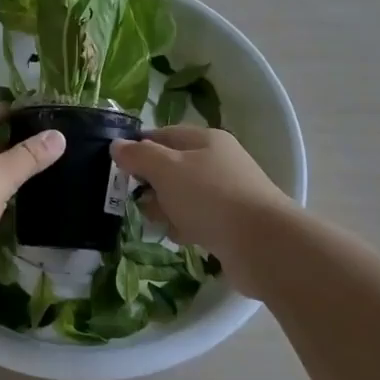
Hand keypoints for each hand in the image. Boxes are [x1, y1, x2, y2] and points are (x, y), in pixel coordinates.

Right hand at [111, 126, 292, 266]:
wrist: (262, 244)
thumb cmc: (210, 197)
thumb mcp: (166, 168)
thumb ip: (138, 155)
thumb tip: (117, 145)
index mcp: (205, 140)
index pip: (162, 135)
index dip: (138, 148)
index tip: (117, 167)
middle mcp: (217, 162)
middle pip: (171, 167)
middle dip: (151, 185)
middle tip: (141, 200)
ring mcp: (226, 193)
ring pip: (182, 196)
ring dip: (167, 210)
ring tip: (166, 223)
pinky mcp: (231, 223)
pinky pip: (197, 220)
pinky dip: (186, 227)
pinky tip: (184, 238)